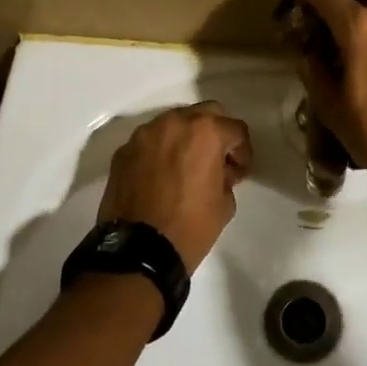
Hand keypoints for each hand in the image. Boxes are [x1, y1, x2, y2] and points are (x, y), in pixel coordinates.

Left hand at [98, 103, 252, 272]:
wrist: (137, 252)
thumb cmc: (190, 227)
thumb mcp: (225, 204)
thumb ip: (226, 176)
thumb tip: (218, 171)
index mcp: (205, 132)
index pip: (235, 129)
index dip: (242, 152)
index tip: (238, 172)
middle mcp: (174, 123)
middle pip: (204, 114)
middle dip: (215, 133)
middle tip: (217, 161)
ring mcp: (144, 135)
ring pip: (174, 124)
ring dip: (185, 139)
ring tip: (186, 167)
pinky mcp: (123, 151)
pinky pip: (150, 142)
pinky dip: (160, 151)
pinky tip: (161, 177)